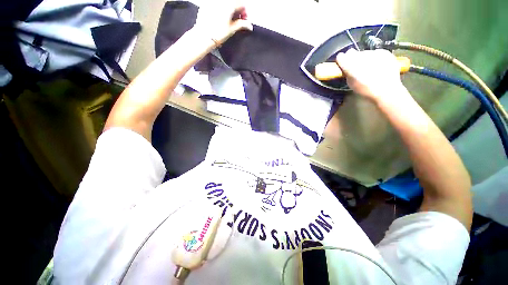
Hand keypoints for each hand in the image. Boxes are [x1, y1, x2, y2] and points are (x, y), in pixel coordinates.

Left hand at [194, 0, 252, 46]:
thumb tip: (248, 25)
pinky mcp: (206, 5)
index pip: (242, 4)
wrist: (204, 37)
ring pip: (225, 4)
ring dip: (229, 10)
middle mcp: (220, 1)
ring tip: (229, 20)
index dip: (245, 13)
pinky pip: (216, 5)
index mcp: (229, 5)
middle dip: (237, 11)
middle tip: (238, 20)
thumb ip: (241, 25)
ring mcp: (212, 2)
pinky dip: (221, 9)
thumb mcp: (232, 29)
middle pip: (233, 3)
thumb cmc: (217, 34)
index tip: (244, 21)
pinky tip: (220, 18)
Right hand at [335, 49, 404, 102]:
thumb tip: (346, 68)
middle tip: (355, 66)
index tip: (343, 64)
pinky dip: (375, 57)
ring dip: (364, 58)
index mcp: (349, 65)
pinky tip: (378, 65)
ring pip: (364, 52)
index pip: (340, 57)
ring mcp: (372, 53)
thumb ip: (347, 73)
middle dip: (352, 58)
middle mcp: (360, 56)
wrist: (386, 90)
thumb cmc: (365, 90)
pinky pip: (375, 52)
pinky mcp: (383, 52)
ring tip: (369, 67)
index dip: (341, 60)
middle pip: (352, 52)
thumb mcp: (351, 84)